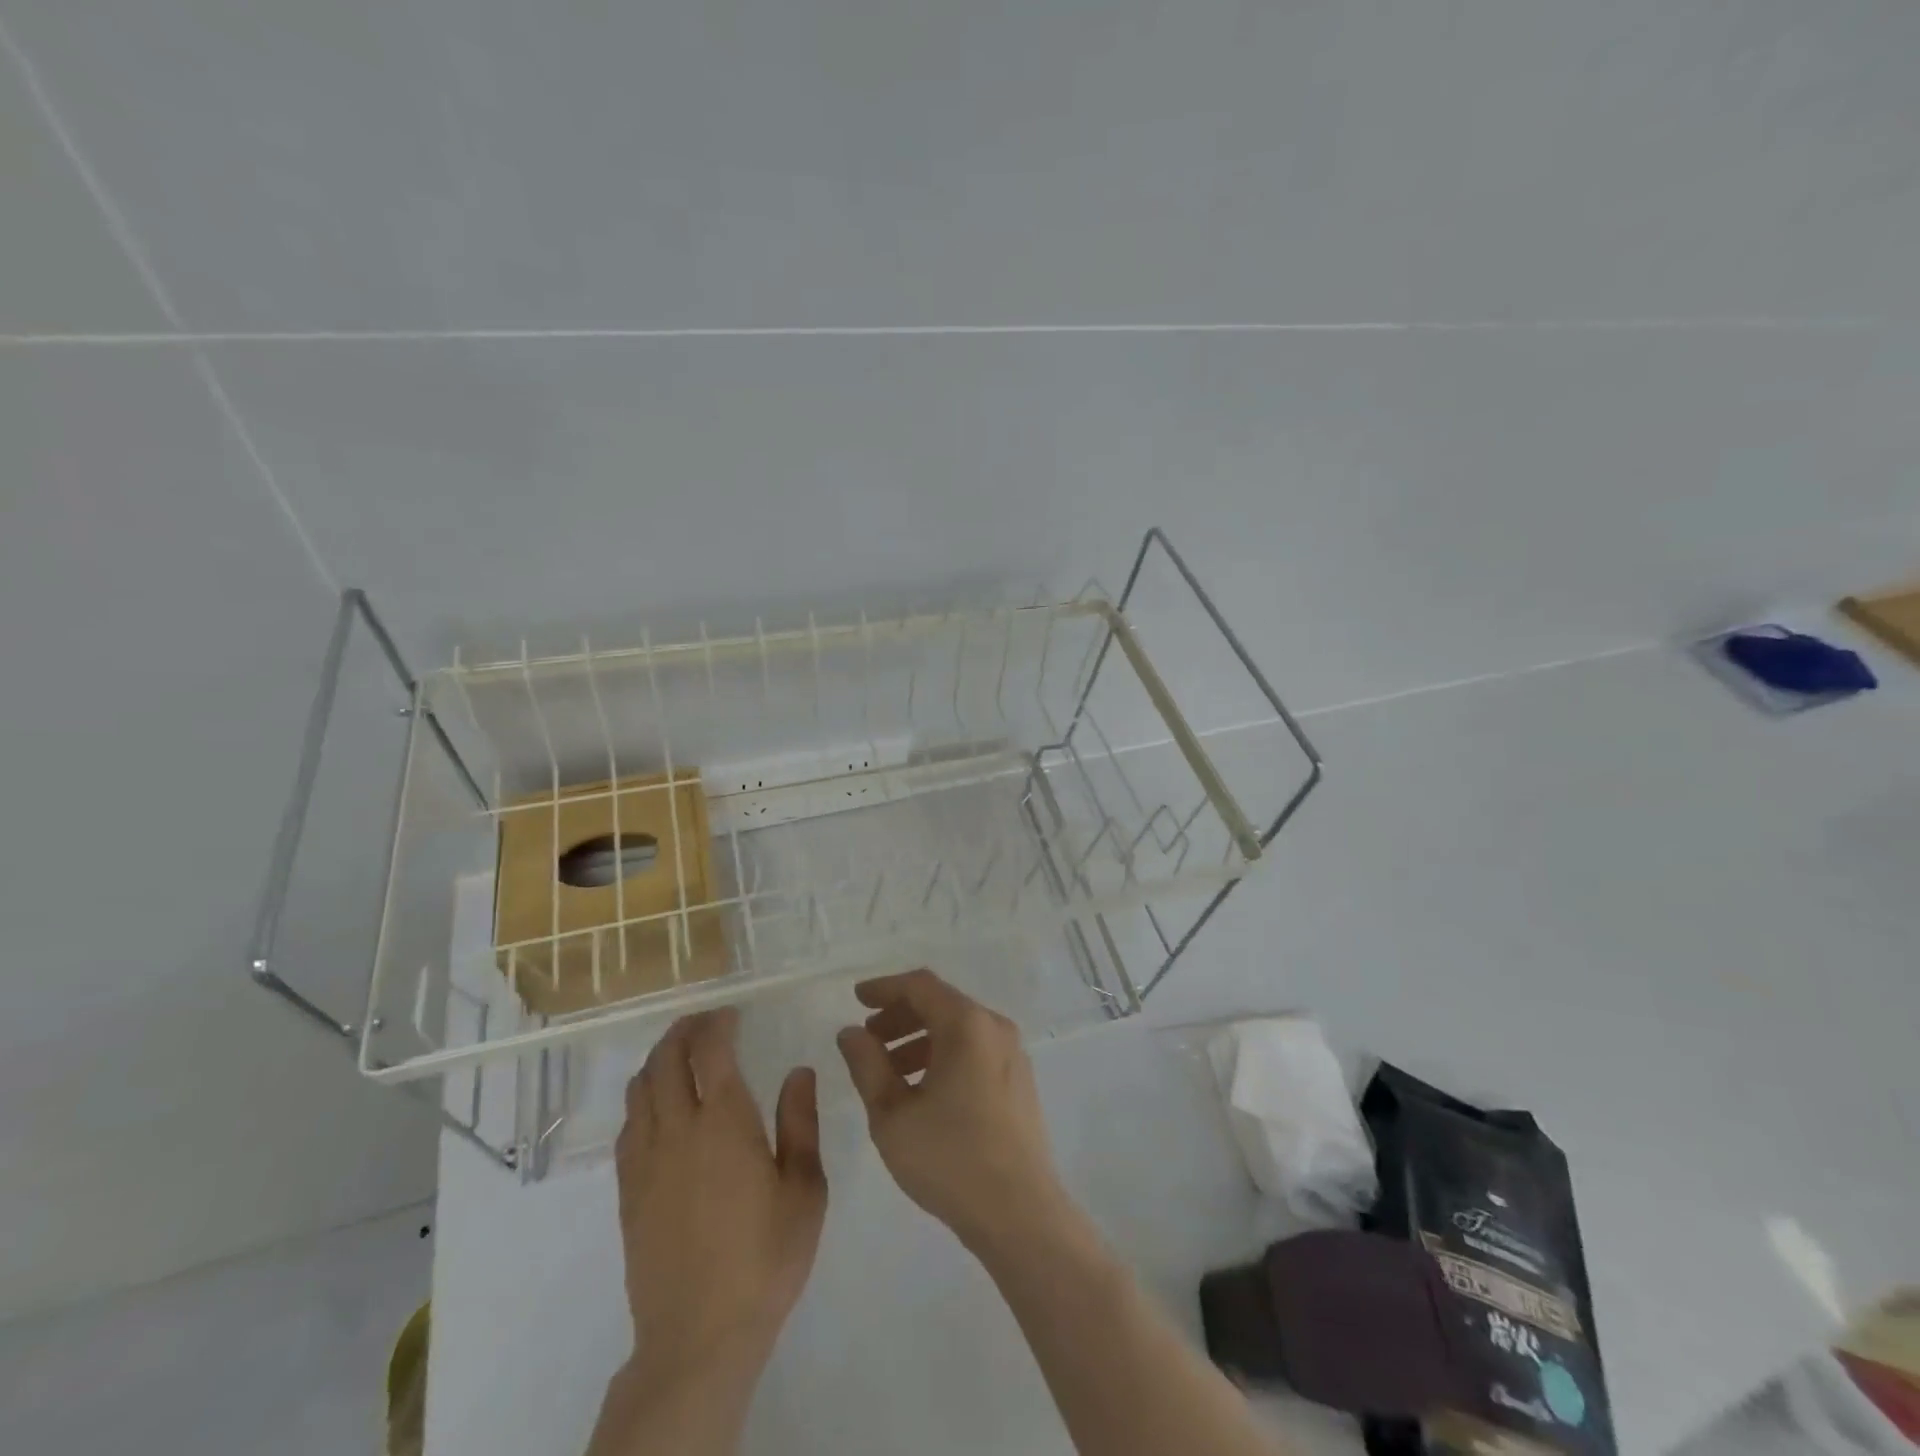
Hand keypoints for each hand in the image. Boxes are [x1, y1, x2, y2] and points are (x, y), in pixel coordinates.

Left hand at [615, 1009, 826, 1378]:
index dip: (717, 1024)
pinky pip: (628, 1126)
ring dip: (659, 1060)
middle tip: (704, 1023)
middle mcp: (679, 1129)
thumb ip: (800, 1123)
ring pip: (641, 1089)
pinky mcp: (628, 1191)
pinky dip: (643, 1099)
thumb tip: (799, 1071)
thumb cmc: (765, 1258)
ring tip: (680, 1055)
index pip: (712, 1051)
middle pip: (667, 1060)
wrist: (698, 1336)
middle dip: (683, 1032)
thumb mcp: (805, 1190)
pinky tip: (659, 1107)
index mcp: (725, 1122)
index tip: (731, 1014)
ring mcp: (646, 1161)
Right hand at [836, 969, 1068, 1255]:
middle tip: (868, 1040)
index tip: (856, 999)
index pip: (921, 986)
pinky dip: (943, 1056)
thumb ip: (867, 1065)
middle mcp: (994, 1027)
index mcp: (967, 1024)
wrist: (1020, 1213)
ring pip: (958, 1030)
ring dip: (919, 1040)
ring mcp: (1012, 1054)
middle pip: (941, 1004)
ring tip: (888, 1072)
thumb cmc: (949, 1158)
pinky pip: (975, 1050)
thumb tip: (851, 1032)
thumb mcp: (892, 1114)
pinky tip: (922, 1090)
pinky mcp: (1019, 1080)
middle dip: (900, 1016)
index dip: (885, 988)